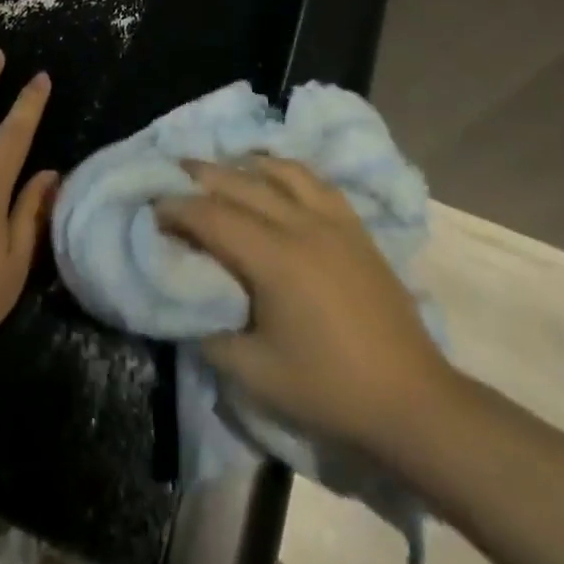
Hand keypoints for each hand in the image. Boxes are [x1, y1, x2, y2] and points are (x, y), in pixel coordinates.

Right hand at [157, 157, 452, 453]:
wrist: (411, 399)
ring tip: (220, 169)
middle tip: (171, 174)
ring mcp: (333, 220)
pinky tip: (275, 176)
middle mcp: (301, 224)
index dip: (177, 209)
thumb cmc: (329, 389)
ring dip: (243, 165)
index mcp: (274, 258)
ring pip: (279, 171)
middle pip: (241, 183)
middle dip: (201, 175)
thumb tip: (189, 306)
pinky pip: (314, 181)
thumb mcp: (256, 374)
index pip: (212, 216)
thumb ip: (212, 335)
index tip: (152, 208)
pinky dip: (285, 170)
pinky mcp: (355, 227)